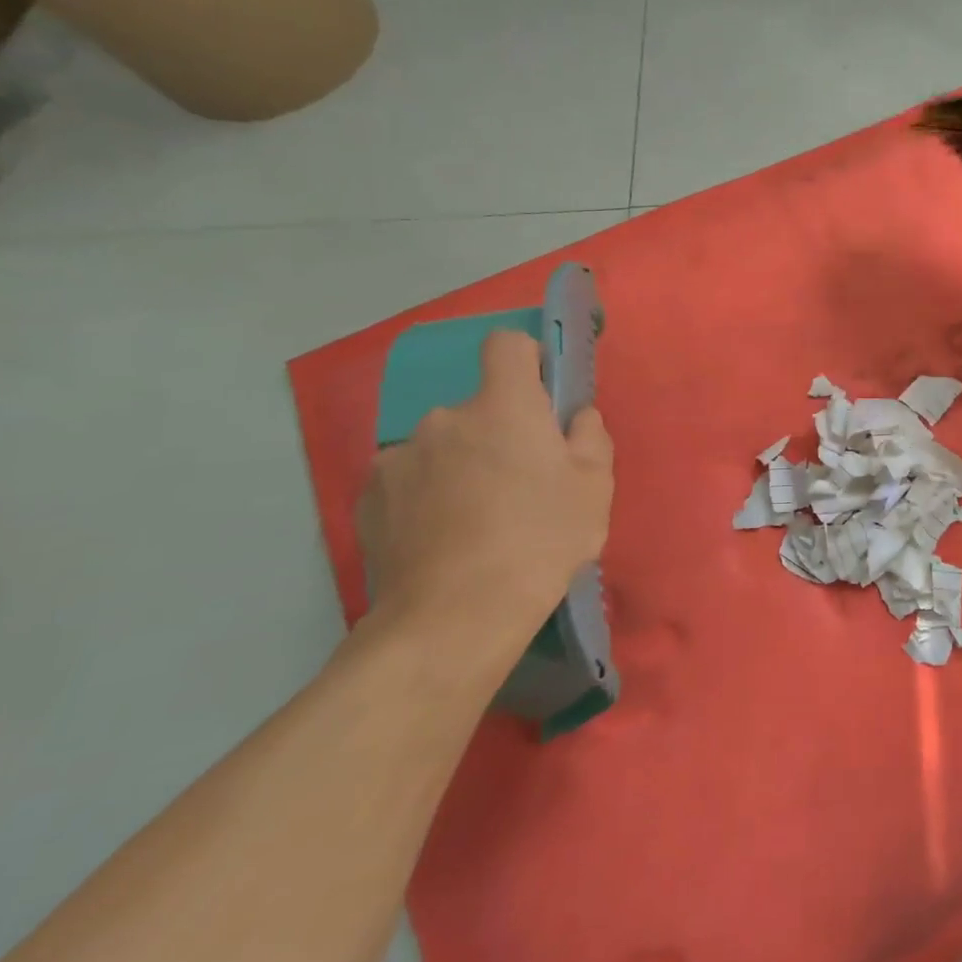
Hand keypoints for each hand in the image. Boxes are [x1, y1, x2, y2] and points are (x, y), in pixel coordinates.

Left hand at [358, 331, 614, 651]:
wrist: (454, 616)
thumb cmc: (541, 539)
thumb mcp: (595, 487)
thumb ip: (590, 436)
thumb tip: (574, 417)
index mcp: (503, 406)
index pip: (507, 345)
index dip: (527, 360)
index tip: (542, 396)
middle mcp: (444, 418)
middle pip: (479, 408)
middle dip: (499, 432)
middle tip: (521, 482)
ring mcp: (398, 458)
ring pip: (443, 446)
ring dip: (461, 465)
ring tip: (478, 519)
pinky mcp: (367, 499)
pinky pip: (410, 481)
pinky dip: (427, 496)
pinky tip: (444, 538)